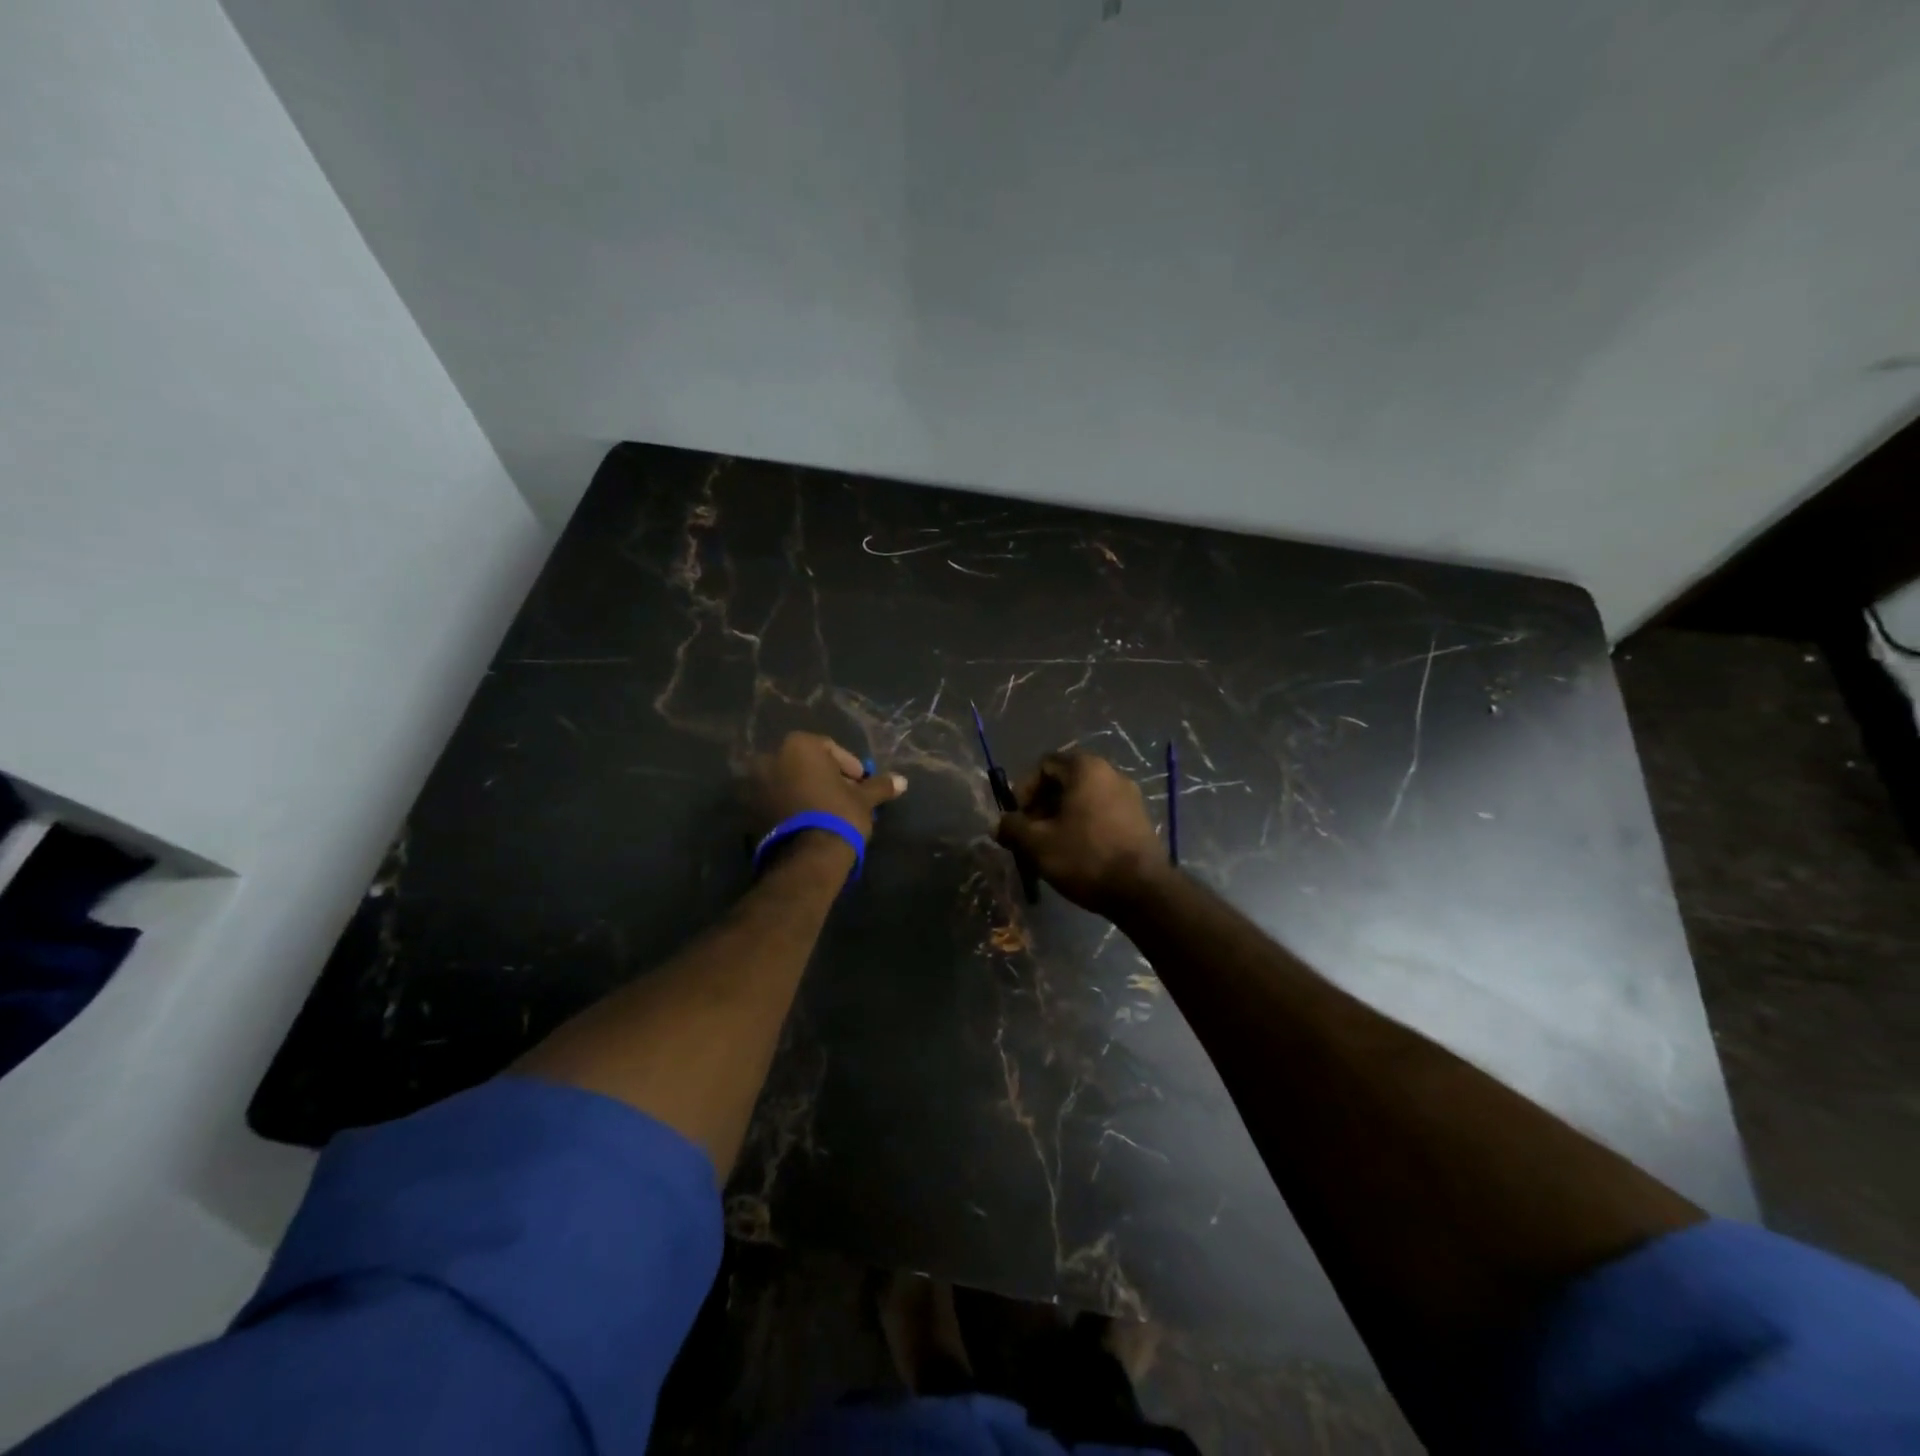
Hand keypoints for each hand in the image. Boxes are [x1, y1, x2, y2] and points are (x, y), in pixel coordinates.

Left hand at [748, 732, 906, 843]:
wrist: (807, 858)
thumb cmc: (838, 815)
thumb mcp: (864, 799)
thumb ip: (880, 786)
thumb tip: (903, 781)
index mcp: (798, 746)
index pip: (829, 749)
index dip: (849, 766)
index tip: (861, 783)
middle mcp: (770, 758)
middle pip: (805, 764)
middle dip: (825, 778)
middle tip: (845, 797)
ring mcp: (755, 785)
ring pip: (789, 782)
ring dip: (807, 792)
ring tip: (827, 813)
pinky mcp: (748, 811)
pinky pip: (776, 801)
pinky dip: (791, 807)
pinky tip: (809, 823)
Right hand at [996, 752, 1167, 915]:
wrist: (1143, 891)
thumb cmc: (1085, 857)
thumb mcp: (1037, 844)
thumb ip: (1013, 828)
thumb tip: (1000, 825)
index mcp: (1086, 769)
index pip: (1044, 765)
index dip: (1024, 790)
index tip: (1018, 818)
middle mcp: (1111, 773)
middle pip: (1065, 782)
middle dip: (1041, 806)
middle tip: (1030, 835)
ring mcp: (1130, 796)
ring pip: (1083, 799)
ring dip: (1061, 818)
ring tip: (1050, 848)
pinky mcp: (1139, 819)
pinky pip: (1102, 813)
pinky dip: (1083, 826)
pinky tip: (1077, 854)